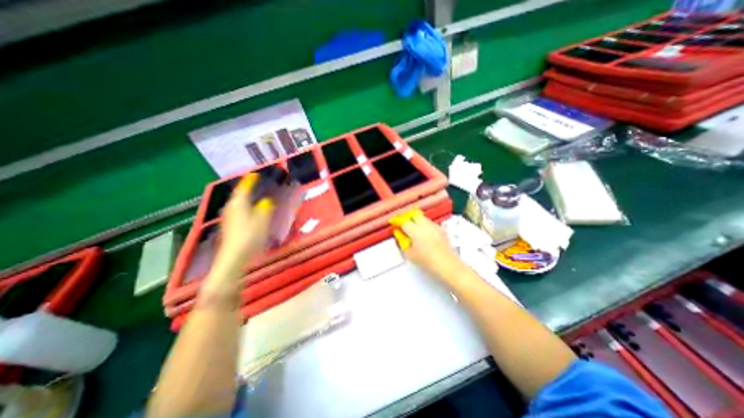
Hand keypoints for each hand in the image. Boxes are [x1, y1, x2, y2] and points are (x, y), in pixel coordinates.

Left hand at [217, 173, 274, 267]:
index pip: (244, 187)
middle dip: (247, 187)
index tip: (256, 175)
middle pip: (239, 194)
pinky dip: (245, 205)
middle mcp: (231, 207)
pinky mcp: (230, 225)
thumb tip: (266, 201)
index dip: (250, 180)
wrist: (234, 257)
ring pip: (238, 202)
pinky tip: (250, 210)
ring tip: (255, 194)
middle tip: (257, 183)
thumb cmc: (250, 237)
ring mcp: (229, 217)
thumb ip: (265, 208)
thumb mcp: (262, 220)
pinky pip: (238, 209)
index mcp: (239, 203)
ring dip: (246, 196)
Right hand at [401, 214, 463, 282]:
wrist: (448, 266)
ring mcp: (435, 226)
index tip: (393, 222)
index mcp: (416, 231)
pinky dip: (424, 225)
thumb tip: (399, 233)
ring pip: (423, 218)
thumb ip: (403, 242)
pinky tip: (424, 233)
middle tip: (403, 223)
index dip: (397, 221)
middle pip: (414, 214)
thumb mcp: (410, 254)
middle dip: (407, 217)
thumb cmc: (427, 262)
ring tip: (413, 229)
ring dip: (416, 220)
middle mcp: (426, 225)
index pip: (404, 221)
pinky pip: (430, 223)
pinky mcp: (441, 229)